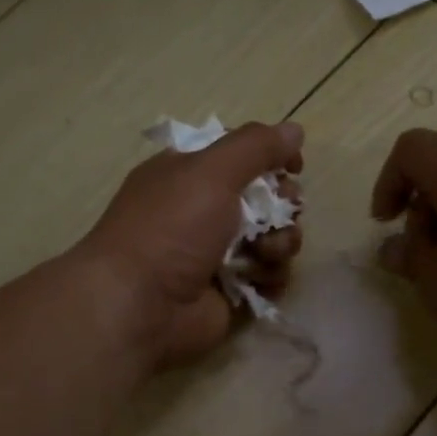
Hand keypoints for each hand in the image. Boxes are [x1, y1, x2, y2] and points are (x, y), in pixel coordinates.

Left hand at [81, 121, 304, 368]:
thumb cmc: (171, 229)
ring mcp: (220, 254)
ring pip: (274, 239)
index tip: (293, 167)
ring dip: (280, 244)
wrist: (141, 306)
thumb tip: (295, 130)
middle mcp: (205, 211)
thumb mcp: (211, 172)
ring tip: (262, 254)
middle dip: (283, 206)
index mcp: (191, 175)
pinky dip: (270, 277)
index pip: (243, 155)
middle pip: (267, 199)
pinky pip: (270, 276)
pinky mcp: (232, 291)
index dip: (272, 158)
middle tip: (278, 216)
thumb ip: (257, 147)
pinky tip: (258, 281)